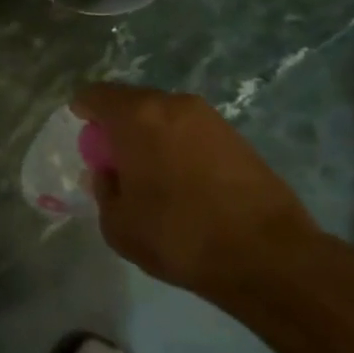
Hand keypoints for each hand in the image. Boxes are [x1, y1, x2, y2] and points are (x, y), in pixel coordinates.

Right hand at [71, 82, 319, 302]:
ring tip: (151, 173)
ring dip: (151, 135)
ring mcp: (210, 119)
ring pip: (164, 116)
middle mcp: (173, 105)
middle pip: (132, 102)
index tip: (84, 136)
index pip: (95, 94)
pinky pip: (192, 132)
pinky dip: (179, 147)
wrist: (270, 257)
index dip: (83, 110)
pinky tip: (183, 181)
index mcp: (137, 116)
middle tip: (115, 160)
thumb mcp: (118, 224)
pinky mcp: (238, 138)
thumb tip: (109, 175)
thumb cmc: (179, 236)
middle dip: (118, 125)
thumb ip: (104, 191)